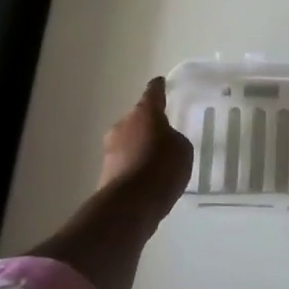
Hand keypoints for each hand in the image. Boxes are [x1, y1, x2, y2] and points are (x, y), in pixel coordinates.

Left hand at [100, 77, 193, 231]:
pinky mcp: (105, 172)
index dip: (159, 88)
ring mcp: (111, 148)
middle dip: (148, 124)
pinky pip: (125, 162)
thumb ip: (174, 139)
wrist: (129, 205)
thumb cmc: (161, 168)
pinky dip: (134, 166)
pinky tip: (147, 179)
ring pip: (129, 140)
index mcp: (144, 112)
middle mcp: (123, 124)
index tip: (161, 83)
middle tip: (164, 134)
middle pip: (138, 118)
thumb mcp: (182, 149)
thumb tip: (164, 141)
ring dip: (140, 147)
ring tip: (157, 161)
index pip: (153, 92)